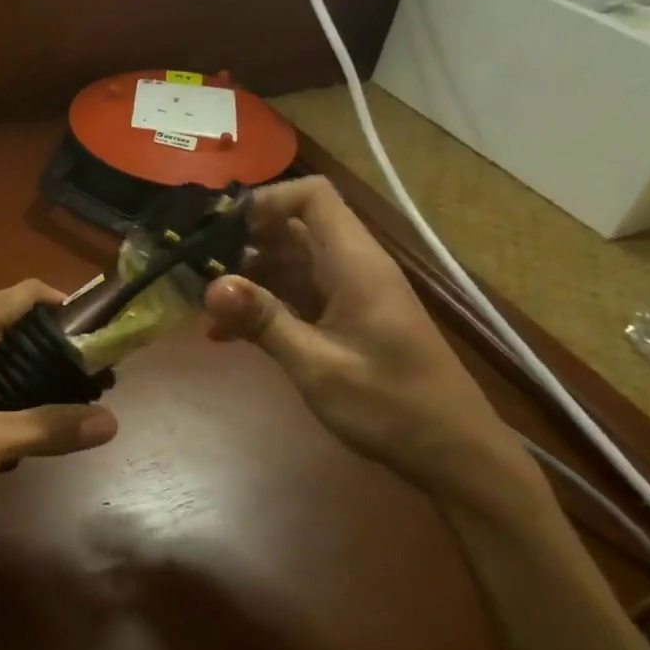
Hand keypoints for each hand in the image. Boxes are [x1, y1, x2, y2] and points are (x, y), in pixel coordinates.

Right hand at [202, 178, 514, 492]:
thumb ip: (265, 321)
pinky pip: (296, 296)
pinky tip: (227, 335)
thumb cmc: (391, 406)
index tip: (219, 231)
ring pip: (289, 263)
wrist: (453, 454)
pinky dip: (263, 307)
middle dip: (243, 243)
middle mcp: (352, 267)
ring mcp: (349, 294)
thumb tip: (212, 285)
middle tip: (197, 272)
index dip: (265, 201)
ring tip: (205, 307)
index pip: (312, 196)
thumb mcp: (319, 366)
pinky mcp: (345, 320)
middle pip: (293, 228)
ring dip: (247, 280)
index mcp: (354, 263)